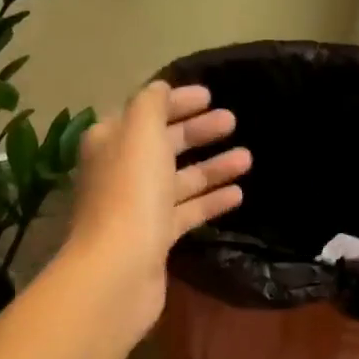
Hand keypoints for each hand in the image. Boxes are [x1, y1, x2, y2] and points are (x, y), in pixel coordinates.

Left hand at [65, 81, 250, 334]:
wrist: (119, 270)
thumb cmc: (131, 193)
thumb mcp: (140, 133)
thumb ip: (151, 105)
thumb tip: (160, 89)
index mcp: (111, 142)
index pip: (144, 112)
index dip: (175, 102)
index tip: (210, 95)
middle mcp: (121, 172)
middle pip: (163, 145)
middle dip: (197, 131)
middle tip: (233, 121)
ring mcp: (137, 208)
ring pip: (179, 180)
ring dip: (212, 167)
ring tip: (248, 158)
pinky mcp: (155, 238)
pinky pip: (186, 212)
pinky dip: (210, 201)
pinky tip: (238, 194)